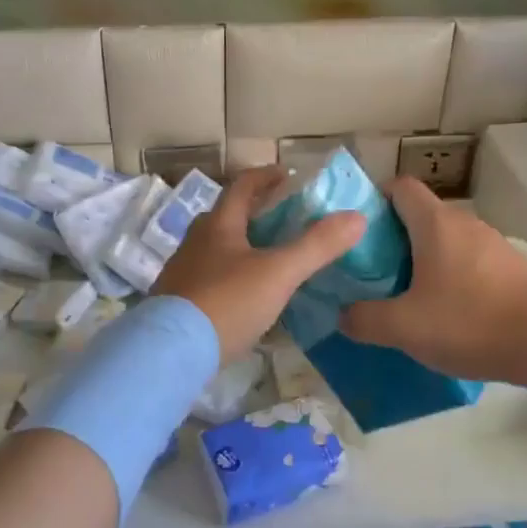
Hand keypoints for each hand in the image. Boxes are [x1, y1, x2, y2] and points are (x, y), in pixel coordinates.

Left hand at [153, 167, 365, 362]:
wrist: (170, 352)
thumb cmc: (226, 303)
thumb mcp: (279, 273)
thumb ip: (317, 246)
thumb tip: (357, 217)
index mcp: (218, 225)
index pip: (243, 186)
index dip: (267, 176)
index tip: (288, 175)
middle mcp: (195, 241)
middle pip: (227, 216)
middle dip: (255, 212)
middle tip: (285, 219)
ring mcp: (182, 272)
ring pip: (216, 248)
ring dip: (242, 245)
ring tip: (270, 258)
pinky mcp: (177, 302)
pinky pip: (209, 277)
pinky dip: (231, 275)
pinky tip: (245, 296)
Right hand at [339, 176, 526, 383]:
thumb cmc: (469, 322)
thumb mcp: (404, 327)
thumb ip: (365, 319)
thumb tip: (343, 315)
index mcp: (435, 223)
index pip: (399, 187)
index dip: (375, 200)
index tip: (358, 231)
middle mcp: (464, 223)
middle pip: (421, 215)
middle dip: (394, 238)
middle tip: (374, 272)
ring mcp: (492, 244)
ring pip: (446, 240)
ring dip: (424, 260)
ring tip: (408, 297)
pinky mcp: (511, 268)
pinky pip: (469, 262)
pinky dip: (452, 277)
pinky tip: (448, 313)